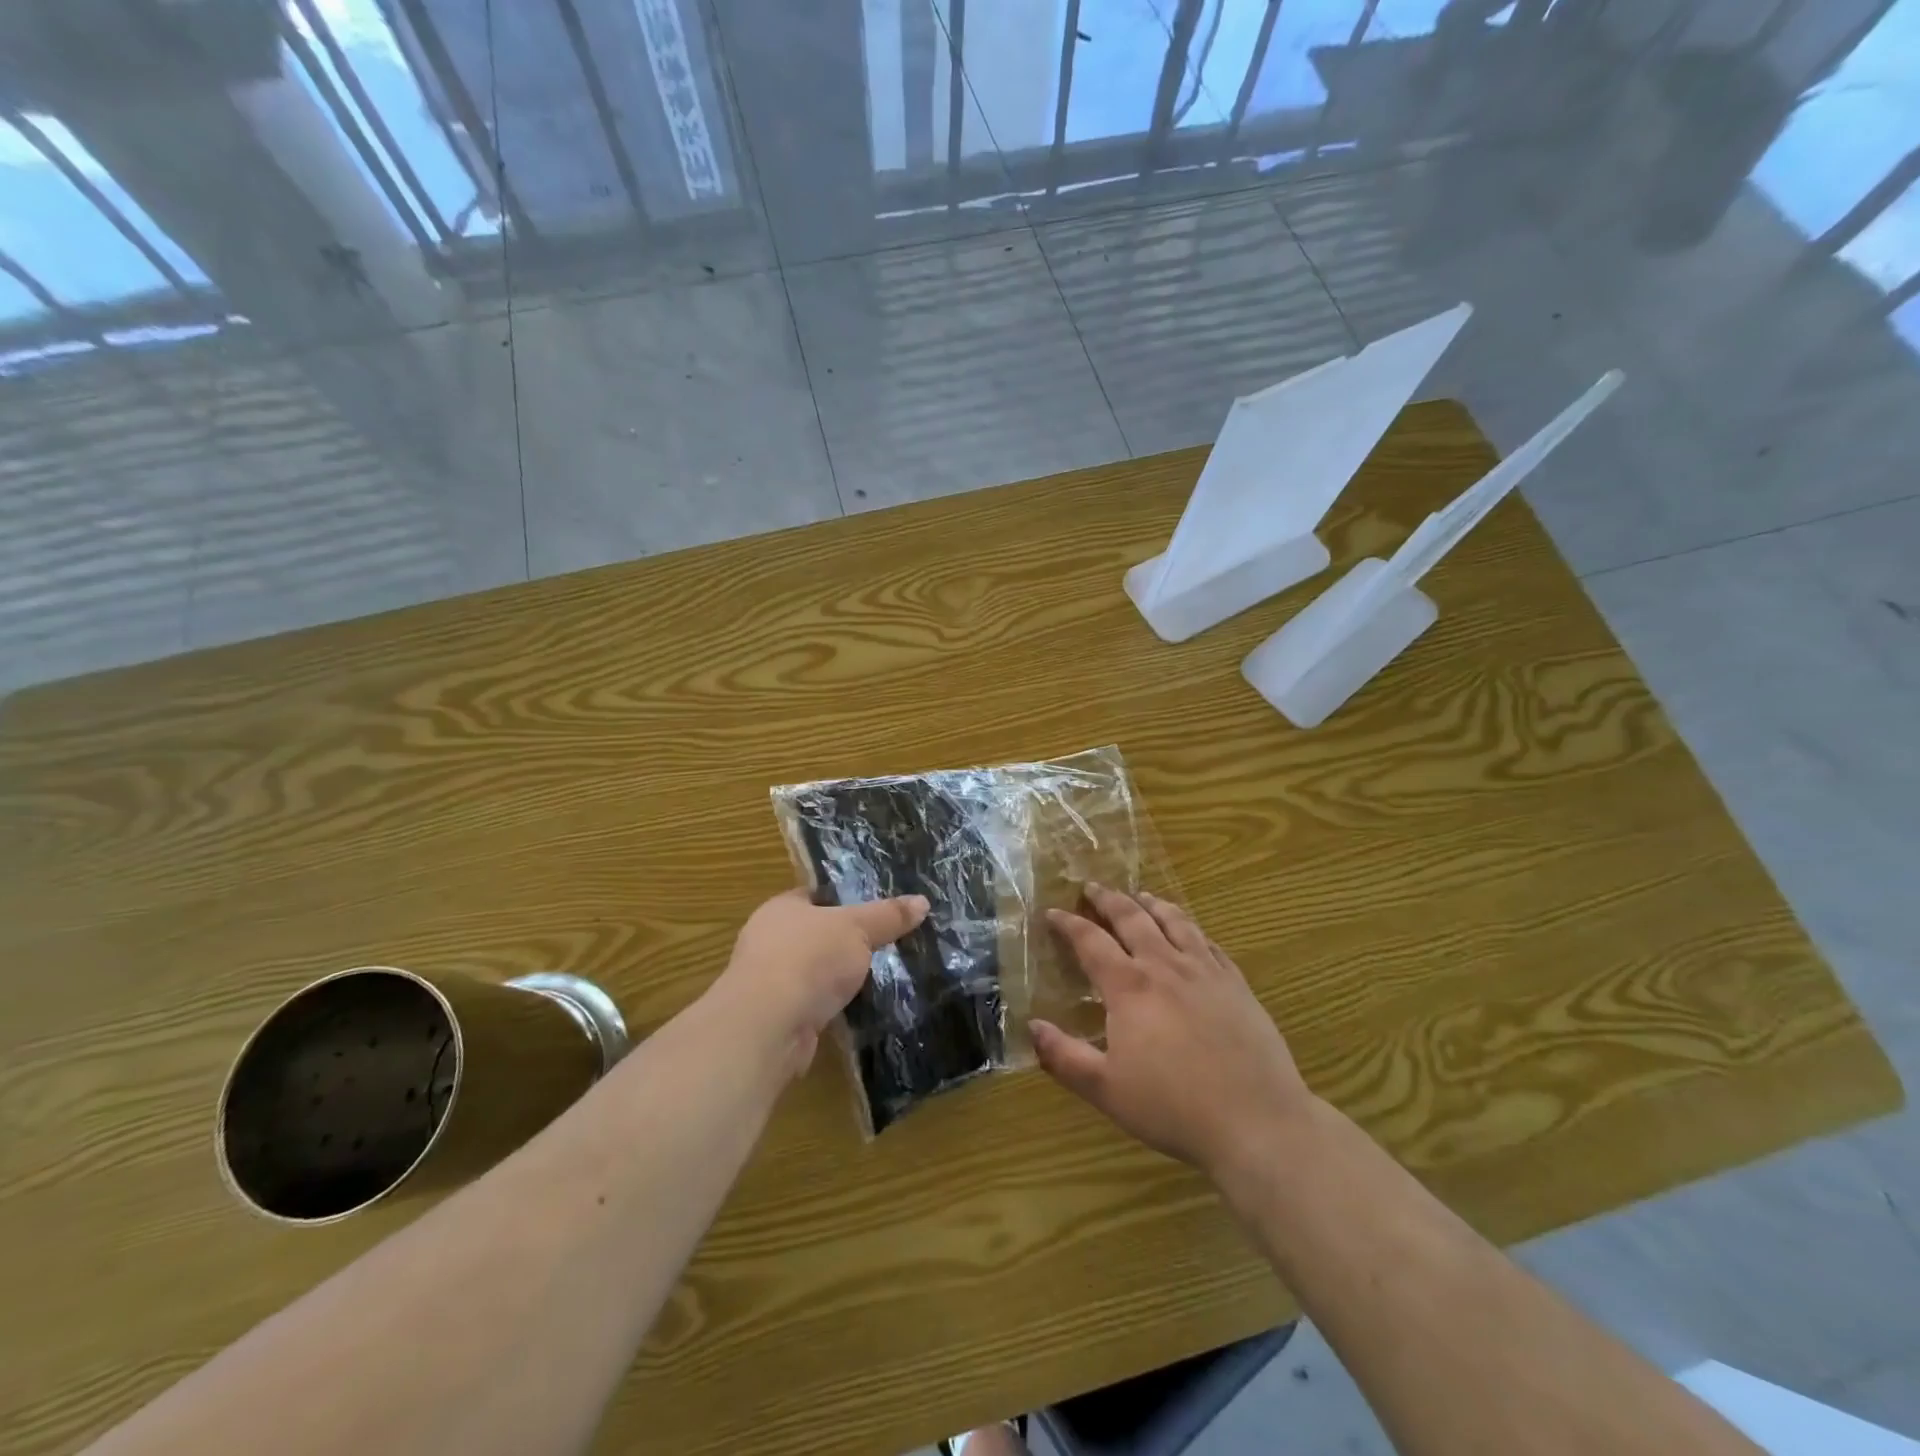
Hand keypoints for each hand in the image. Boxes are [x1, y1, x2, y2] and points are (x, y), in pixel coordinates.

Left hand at [714, 888, 928, 1076]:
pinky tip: (860, 1008)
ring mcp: (770, 982)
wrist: (767, 1027)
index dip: (846, 898)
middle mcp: (770, 941)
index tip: (878, 907)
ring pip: (815, 971)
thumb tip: (922, 901)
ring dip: (840, 977)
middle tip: (888, 942)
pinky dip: (834, 1006)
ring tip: (882, 976)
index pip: (816, 895)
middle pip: (817, 933)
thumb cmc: (808, 959)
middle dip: (847, 940)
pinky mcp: (778, 1018)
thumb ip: (888, 916)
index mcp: (781, 908)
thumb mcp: (857, 928)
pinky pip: (814, 1003)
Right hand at [1033, 884, 1312, 1190]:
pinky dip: (1191, 929)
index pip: (1091, 941)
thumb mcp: (1106, 1090)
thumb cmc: (1173, 1108)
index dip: (1069, 924)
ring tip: (1141, 896)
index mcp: (1129, 987)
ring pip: (1175, 922)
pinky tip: (1191, 932)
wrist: (1257, 1121)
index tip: (1053, 913)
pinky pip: (1209, 943)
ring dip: (1152, 904)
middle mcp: (1165, 966)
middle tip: (1093, 887)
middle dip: (1108, 899)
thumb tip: (1032, 1027)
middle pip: (1132, 918)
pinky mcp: (1236, 984)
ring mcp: (1205, 972)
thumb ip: (1064, 1057)